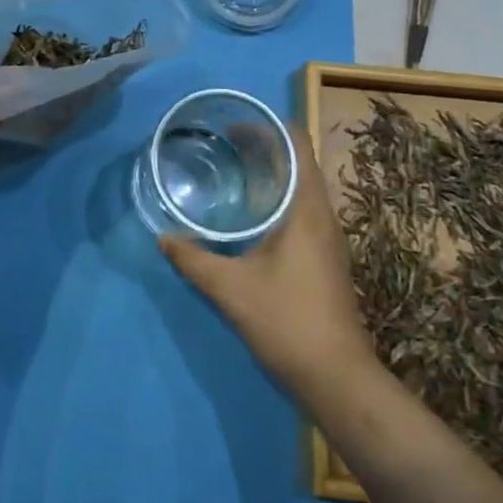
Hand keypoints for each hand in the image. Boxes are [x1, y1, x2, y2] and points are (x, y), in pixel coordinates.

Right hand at [160, 126, 377, 404]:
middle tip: (221, 144)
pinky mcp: (326, 257)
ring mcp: (328, 237)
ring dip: (271, 173)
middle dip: (263, 147)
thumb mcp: (231, 289)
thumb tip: (163, 237)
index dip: (268, 126)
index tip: (233, 125)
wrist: (338, 378)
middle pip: (298, 161)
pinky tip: (250, 216)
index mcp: (306, 208)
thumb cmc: (288, 321)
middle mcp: (322, 214)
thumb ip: (194, 259)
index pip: (297, 143)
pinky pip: (302, 209)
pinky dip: (277, 198)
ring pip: (301, 187)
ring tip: (231, 171)